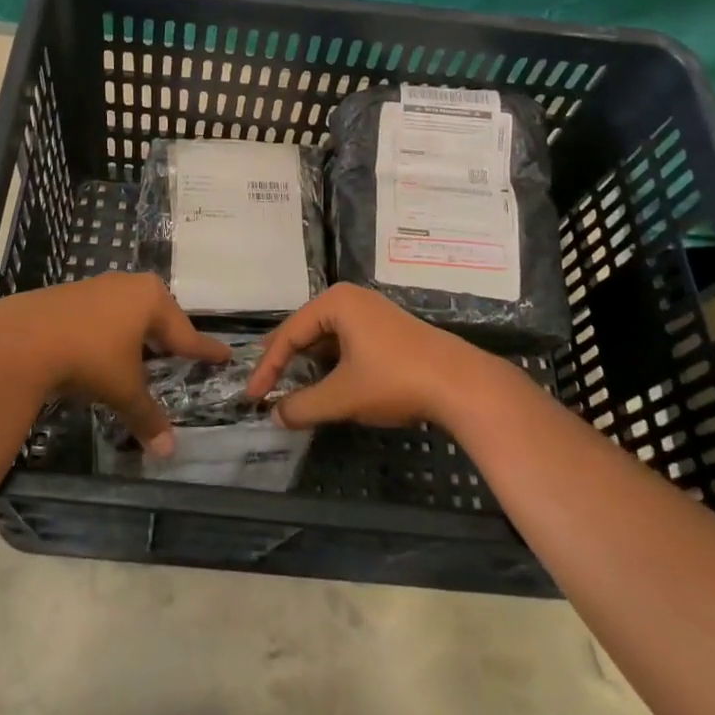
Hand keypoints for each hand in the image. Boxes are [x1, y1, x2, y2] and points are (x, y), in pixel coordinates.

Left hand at [0, 273, 230, 455]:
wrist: (22, 338)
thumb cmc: (89, 358)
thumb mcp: (123, 390)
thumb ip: (147, 417)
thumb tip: (169, 453)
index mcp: (151, 300)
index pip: (186, 332)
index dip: (204, 350)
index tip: (223, 355)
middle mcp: (128, 286)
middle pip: (158, 315)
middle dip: (168, 336)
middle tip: (181, 354)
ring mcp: (96, 286)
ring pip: (127, 311)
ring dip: (137, 332)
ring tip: (143, 352)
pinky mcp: (68, 295)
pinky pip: (102, 314)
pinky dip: (110, 331)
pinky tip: (103, 348)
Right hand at [247, 284, 489, 429]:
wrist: (461, 384)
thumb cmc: (395, 380)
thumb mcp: (343, 396)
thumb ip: (303, 406)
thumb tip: (275, 416)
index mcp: (335, 303)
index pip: (288, 334)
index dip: (267, 367)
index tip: (253, 396)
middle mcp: (351, 299)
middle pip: (305, 332)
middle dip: (285, 362)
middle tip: (264, 387)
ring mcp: (372, 313)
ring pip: (326, 339)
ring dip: (309, 366)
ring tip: (291, 389)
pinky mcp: (387, 331)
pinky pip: (346, 343)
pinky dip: (332, 365)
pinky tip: (327, 385)